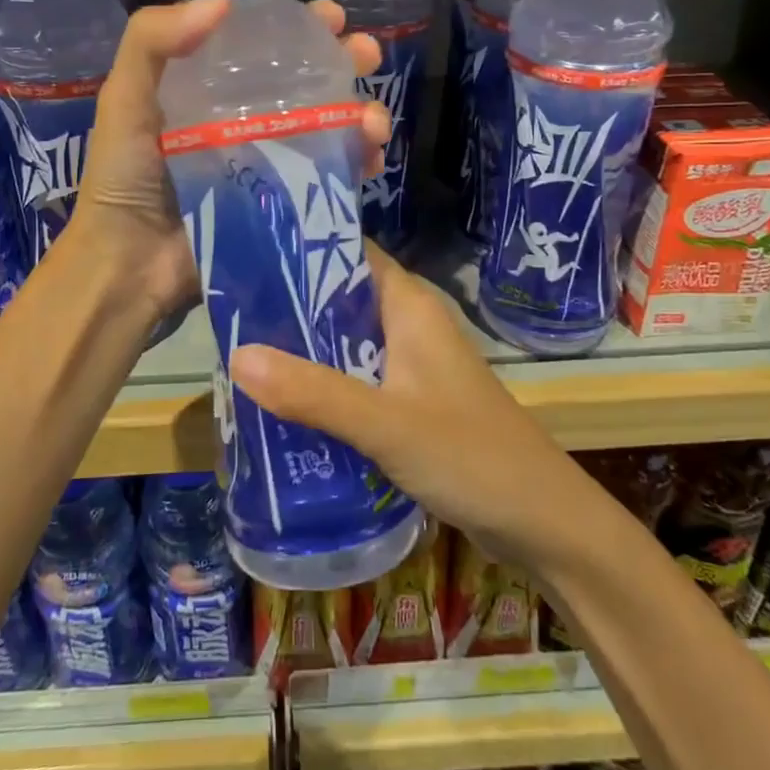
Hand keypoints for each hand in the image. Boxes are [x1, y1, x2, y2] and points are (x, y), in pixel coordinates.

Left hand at [72, 0, 390, 320]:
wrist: (130, 263)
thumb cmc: (124, 177)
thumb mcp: (125, 100)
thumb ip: (152, 42)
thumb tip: (224, 2)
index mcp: (208, 89)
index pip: (263, 46)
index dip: (301, 27)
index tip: (333, 17)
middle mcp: (243, 119)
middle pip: (306, 81)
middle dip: (346, 62)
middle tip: (368, 54)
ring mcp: (267, 162)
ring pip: (327, 126)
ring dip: (361, 114)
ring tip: (374, 121)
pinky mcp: (282, 203)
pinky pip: (328, 175)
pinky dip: (356, 163)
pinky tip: (372, 160)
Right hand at [228, 247, 588, 571]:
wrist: (542, 521)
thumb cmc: (471, 455)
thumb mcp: (385, 422)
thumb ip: (313, 392)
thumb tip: (236, 355)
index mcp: (410, 306)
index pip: (350, 253)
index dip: (301, 248)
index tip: (243, 253)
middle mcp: (409, 325)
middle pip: (340, 298)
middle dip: (289, 305)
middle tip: (227, 311)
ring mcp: (411, 366)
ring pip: (345, 342)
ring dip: (302, 349)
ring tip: (238, 351)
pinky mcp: (410, 402)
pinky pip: (355, 380)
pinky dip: (321, 385)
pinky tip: (282, 402)